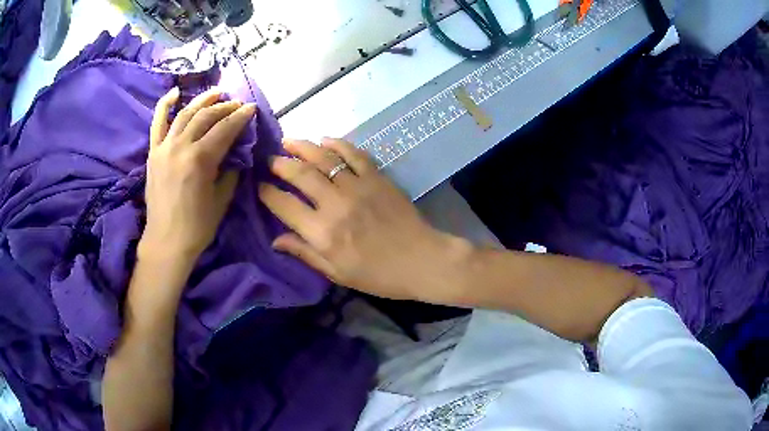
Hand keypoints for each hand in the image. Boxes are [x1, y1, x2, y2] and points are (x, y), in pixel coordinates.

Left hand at [142, 87, 256, 260]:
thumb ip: (230, 170)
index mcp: (200, 160)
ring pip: (185, 113)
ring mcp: (164, 147)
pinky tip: (176, 93)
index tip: (251, 108)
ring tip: (217, 93)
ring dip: (203, 100)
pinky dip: (165, 105)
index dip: (241, 117)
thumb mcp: (222, 199)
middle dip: (225, 107)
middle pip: (206, 116)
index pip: (225, 129)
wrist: (166, 241)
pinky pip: (157, 122)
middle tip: (238, 104)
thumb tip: (236, 152)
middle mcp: (181, 147)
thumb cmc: (197, 226)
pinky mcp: (153, 152)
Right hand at [258, 138, 465, 299]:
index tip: (259, 186)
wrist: (422, 260)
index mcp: (323, 232)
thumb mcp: (337, 273)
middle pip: (299, 174)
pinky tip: (325, 140)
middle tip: (271, 160)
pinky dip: (337, 144)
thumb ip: (305, 253)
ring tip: (289, 142)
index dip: (267, 193)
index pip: (284, 205)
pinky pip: (353, 153)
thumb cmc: (378, 275)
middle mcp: (335, 204)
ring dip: (302, 146)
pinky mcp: (377, 177)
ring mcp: (357, 186)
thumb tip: (276, 240)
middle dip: (280, 164)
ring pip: (323, 157)